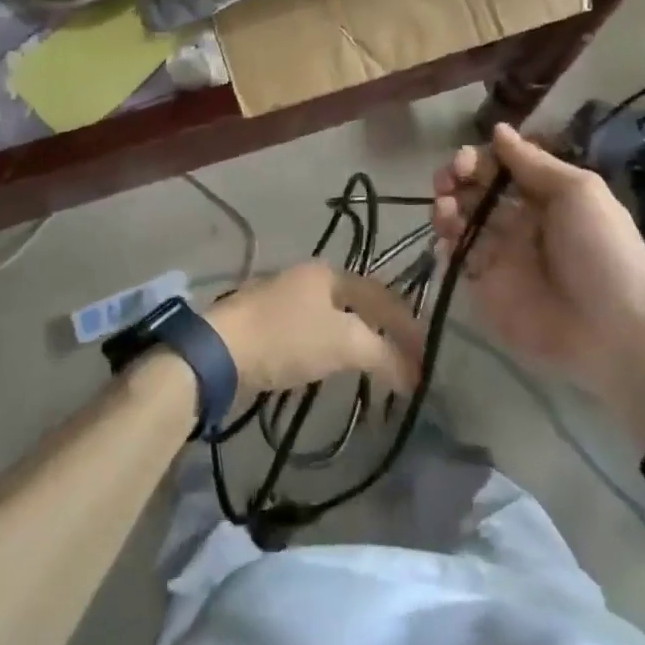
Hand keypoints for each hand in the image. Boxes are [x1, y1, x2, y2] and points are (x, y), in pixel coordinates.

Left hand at [206, 261, 421, 398]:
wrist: (218, 351)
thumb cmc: (286, 338)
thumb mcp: (343, 343)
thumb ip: (382, 354)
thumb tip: (412, 372)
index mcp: (329, 273)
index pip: (382, 295)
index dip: (407, 325)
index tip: (425, 355)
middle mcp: (308, 277)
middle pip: (358, 303)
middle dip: (384, 331)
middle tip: (404, 360)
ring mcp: (283, 297)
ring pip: (334, 317)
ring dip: (358, 340)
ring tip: (375, 366)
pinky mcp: (265, 322)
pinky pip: (312, 331)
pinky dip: (332, 347)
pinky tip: (333, 364)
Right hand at [431, 124, 644, 393]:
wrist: (614, 329)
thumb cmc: (600, 251)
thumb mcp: (577, 192)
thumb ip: (533, 162)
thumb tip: (498, 129)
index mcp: (543, 197)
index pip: (499, 168)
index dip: (478, 159)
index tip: (466, 162)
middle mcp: (518, 222)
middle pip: (474, 191)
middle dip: (454, 179)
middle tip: (447, 181)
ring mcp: (499, 255)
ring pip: (459, 221)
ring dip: (445, 208)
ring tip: (446, 210)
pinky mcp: (485, 287)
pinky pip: (456, 260)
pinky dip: (444, 245)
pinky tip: (447, 241)